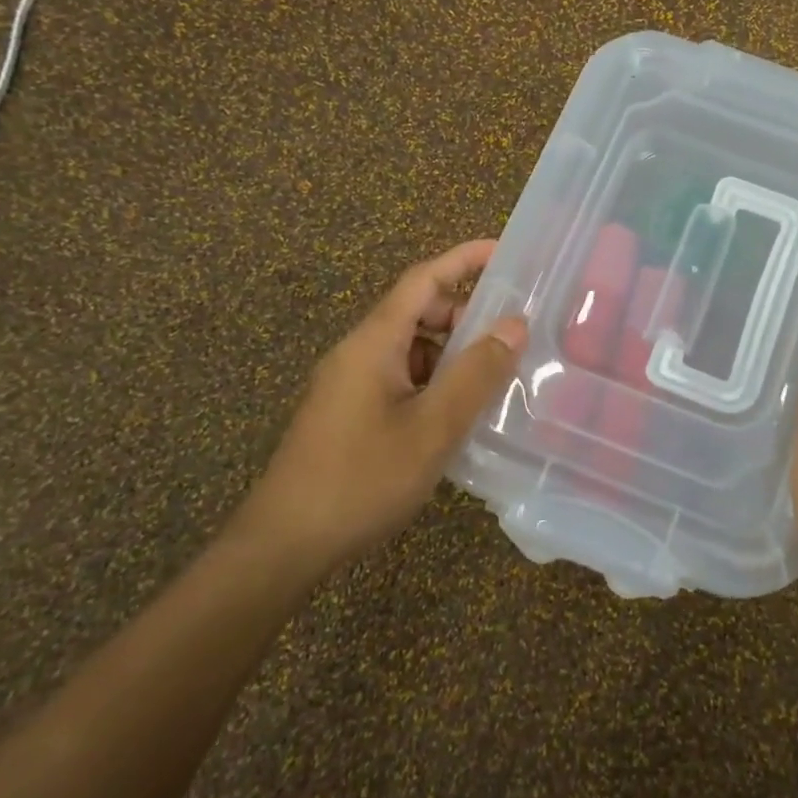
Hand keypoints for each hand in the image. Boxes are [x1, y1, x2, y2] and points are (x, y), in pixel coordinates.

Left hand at [235, 239, 527, 576]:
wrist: (284, 547)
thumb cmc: (361, 479)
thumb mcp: (432, 428)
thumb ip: (476, 374)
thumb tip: (514, 324)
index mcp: (373, 342)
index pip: (422, 279)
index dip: (463, 259)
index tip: (505, 251)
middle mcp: (358, 353)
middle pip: (417, 311)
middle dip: (465, 313)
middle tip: (512, 332)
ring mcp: (350, 385)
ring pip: (411, 349)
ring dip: (452, 353)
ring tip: (496, 376)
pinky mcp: (350, 414)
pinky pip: (401, 378)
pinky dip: (435, 381)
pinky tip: (459, 413)